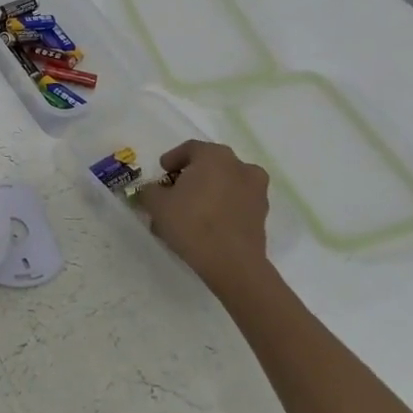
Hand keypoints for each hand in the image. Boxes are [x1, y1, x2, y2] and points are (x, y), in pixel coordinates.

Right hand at [132, 139, 270, 290]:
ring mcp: (256, 190)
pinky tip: (207, 224)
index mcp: (215, 156)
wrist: (232, 263)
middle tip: (174, 191)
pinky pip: (237, 202)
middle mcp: (240, 166)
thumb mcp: (157, 204)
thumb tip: (152, 190)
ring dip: (209, 191)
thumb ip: (150, 190)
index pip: (190, 149)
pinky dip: (223, 207)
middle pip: (210, 164)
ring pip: (226, 183)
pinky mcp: (262, 214)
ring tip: (191, 211)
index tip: (162, 173)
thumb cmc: (192, 223)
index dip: (172, 159)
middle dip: (191, 176)